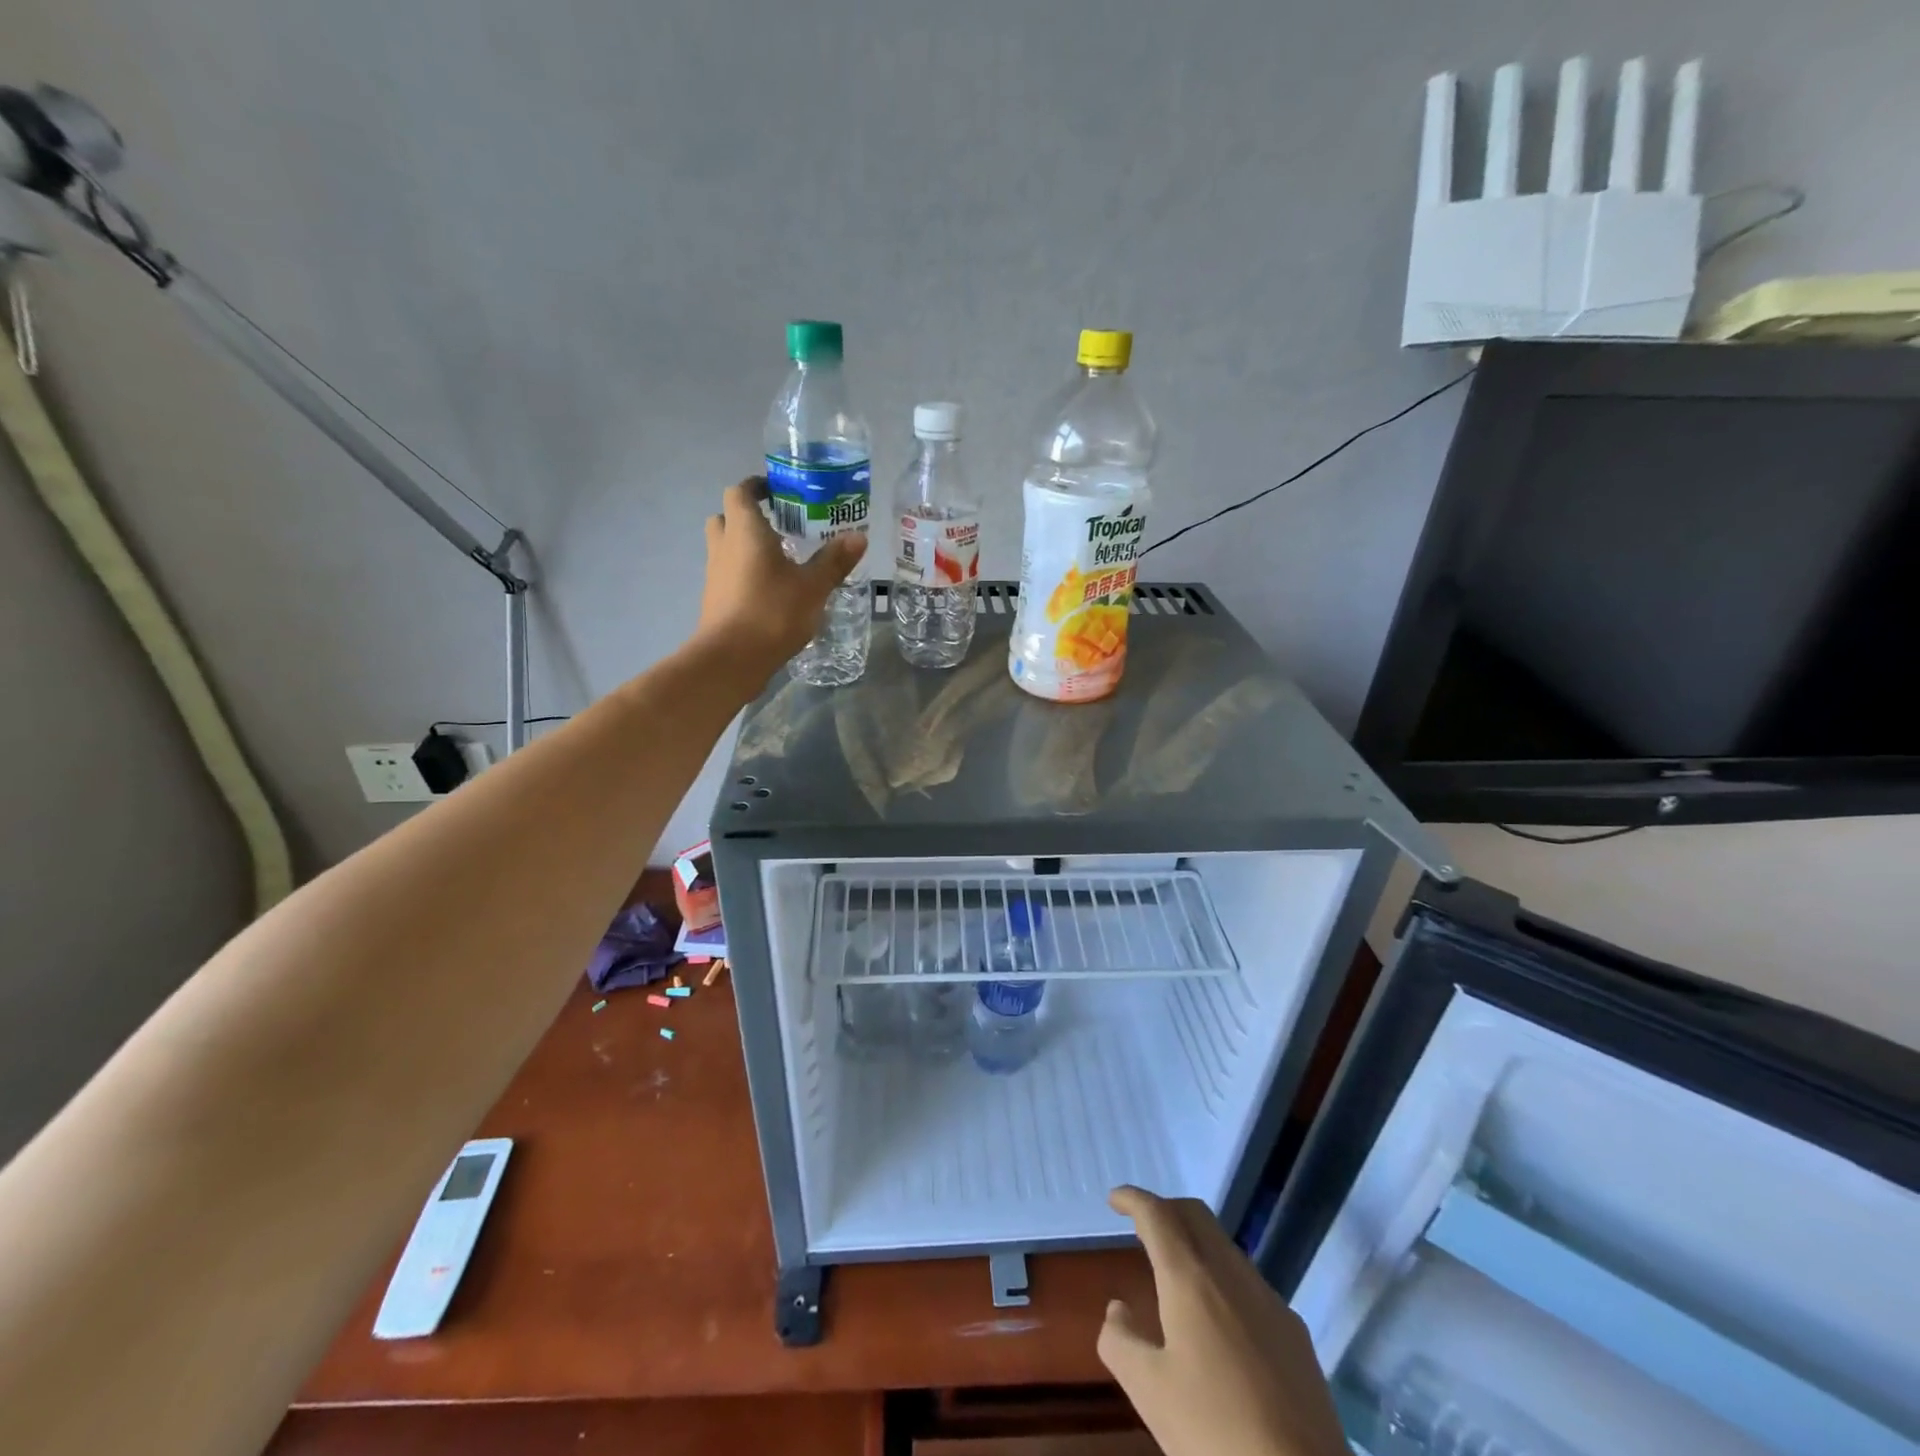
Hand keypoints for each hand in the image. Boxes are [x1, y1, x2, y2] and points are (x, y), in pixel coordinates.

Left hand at [696, 477, 866, 678]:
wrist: (731, 659)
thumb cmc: (772, 612)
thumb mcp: (813, 586)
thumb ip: (834, 561)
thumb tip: (859, 536)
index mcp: (745, 530)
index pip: (740, 492)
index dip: (757, 487)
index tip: (778, 493)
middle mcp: (724, 546)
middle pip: (727, 518)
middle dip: (749, 518)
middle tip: (779, 528)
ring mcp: (715, 574)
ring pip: (726, 548)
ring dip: (746, 547)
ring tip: (780, 561)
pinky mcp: (714, 600)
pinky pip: (728, 575)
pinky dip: (744, 574)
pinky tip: (771, 591)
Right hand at [1100, 1186, 1346, 1455]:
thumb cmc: (1215, 1435)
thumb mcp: (1149, 1392)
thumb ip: (1121, 1341)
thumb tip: (1118, 1310)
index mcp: (1190, 1279)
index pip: (1157, 1215)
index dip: (1133, 1199)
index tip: (1114, 1199)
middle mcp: (1231, 1274)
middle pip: (1195, 1215)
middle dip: (1165, 1210)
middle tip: (1141, 1228)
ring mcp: (1269, 1301)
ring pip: (1225, 1246)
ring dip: (1195, 1242)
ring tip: (1175, 1273)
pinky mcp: (1295, 1333)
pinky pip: (1249, 1282)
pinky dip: (1222, 1277)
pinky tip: (1218, 1322)